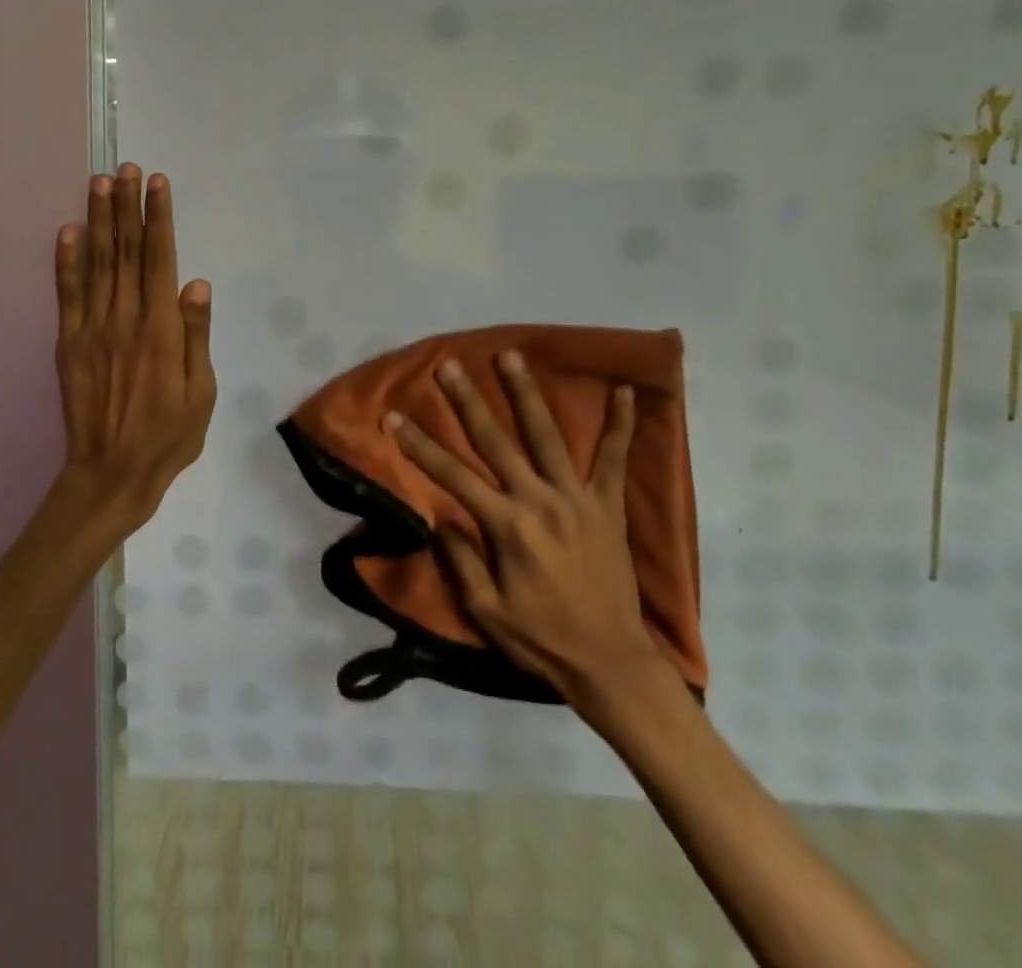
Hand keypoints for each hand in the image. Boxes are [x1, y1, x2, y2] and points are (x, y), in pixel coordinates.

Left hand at [52, 165, 215, 536]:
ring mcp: (91, 329)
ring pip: (96, 264)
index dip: (158, 218)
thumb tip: (197, 285)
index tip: (157, 183)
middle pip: (125, 251)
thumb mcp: (202, 393)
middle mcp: (124, 319)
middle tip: (126, 168)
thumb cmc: (169, 436)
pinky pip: (67, 294)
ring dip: (97, 220)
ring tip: (99, 182)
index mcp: (161, 330)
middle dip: (126, 206)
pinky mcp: (69, 343)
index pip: (159, 260)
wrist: (111, 473)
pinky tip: (67, 231)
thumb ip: (197, 337)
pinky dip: (66, 260)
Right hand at [387, 352, 663, 724]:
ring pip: (547, 436)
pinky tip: (627, 392)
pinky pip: (616, 460)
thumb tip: (441, 518)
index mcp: (507, 527)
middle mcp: (539, 501)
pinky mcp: (608, 507)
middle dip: (468, 402)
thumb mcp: (486, 612)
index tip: (394, 417)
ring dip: (526, 394)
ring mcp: (577, 499)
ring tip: (510, 356)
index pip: (452, 476)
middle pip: (496, 442)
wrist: (611, 665)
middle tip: (450, 365)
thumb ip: (462, 561)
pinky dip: (622, 425)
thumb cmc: (541, 641)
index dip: (420, 446)